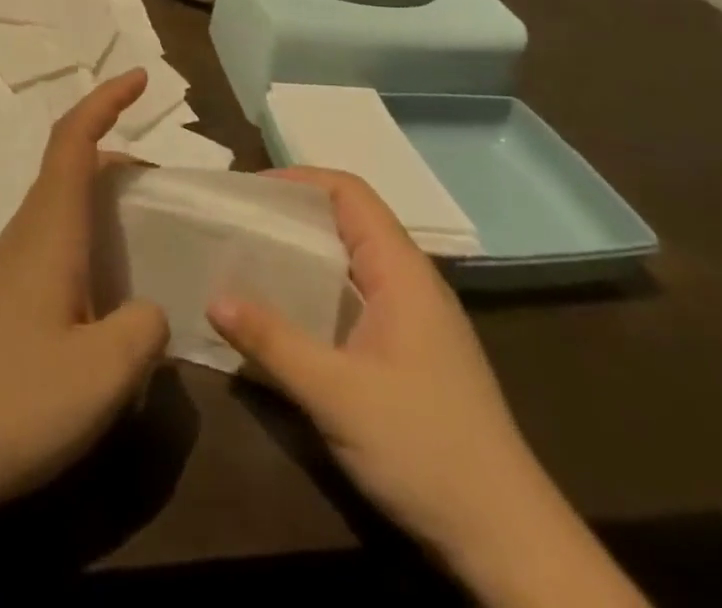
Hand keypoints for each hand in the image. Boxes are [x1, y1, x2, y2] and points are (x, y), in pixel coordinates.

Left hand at [0, 69, 170, 520]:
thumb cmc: (15, 401)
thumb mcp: (106, 371)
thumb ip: (145, 329)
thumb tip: (147, 312)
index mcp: (49, 228)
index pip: (75, 139)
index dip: (107, 100)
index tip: (139, 78)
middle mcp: (24, 234)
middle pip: (71, 169)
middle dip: (119, 161)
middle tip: (164, 191)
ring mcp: (5, 268)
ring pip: (60, 210)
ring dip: (103, 207)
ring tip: (143, 245)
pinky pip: (51, 247)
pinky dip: (86, 245)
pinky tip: (103, 302)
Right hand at [207, 168, 547, 565]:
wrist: (507, 541)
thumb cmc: (424, 449)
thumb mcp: (337, 394)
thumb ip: (273, 342)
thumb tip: (214, 298)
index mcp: (401, 270)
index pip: (349, 192)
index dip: (298, 180)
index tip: (247, 192)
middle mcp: (409, 281)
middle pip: (347, 220)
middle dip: (292, 215)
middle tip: (237, 223)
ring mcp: (413, 317)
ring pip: (350, 260)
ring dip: (302, 254)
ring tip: (249, 259)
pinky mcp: (410, 351)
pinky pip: (355, 297)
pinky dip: (317, 290)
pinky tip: (285, 314)